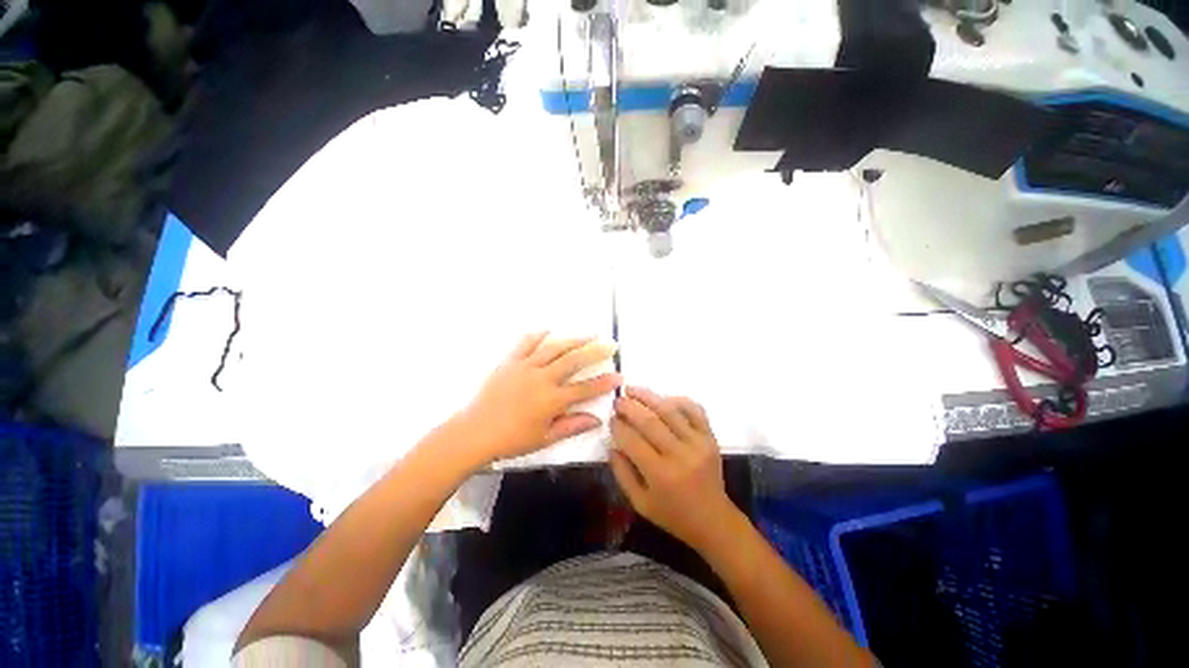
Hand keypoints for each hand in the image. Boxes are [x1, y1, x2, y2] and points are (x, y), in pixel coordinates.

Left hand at [455, 332, 621, 464]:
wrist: (475, 431)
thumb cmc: (512, 439)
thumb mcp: (545, 438)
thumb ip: (572, 426)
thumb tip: (597, 419)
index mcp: (552, 400)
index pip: (585, 388)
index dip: (605, 382)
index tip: (619, 375)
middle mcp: (542, 378)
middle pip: (574, 361)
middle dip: (596, 351)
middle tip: (611, 344)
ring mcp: (526, 367)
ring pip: (554, 348)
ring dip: (574, 340)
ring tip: (589, 334)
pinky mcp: (510, 362)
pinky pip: (526, 344)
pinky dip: (538, 335)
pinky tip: (549, 330)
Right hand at [609, 387, 735, 549]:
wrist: (713, 520)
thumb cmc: (673, 514)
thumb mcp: (640, 503)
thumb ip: (622, 473)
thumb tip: (612, 444)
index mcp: (661, 475)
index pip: (633, 441)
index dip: (618, 427)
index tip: (610, 419)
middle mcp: (680, 455)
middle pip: (650, 422)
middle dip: (629, 407)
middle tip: (617, 400)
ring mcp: (698, 443)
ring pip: (670, 411)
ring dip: (648, 397)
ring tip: (632, 390)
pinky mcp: (710, 437)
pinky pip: (694, 410)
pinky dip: (678, 400)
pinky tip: (663, 398)